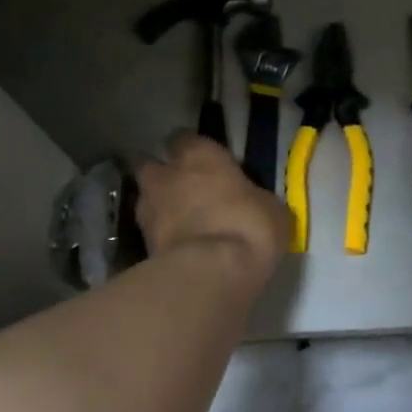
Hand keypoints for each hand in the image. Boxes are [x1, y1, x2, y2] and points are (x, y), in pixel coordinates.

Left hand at [135, 132, 287, 282]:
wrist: (212, 272)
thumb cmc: (249, 226)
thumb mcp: (270, 208)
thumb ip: (252, 197)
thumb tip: (253, 203)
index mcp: (199, 155)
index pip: (185, 138)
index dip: (192, 150)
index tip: (204, 163)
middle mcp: (167, 175)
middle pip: (152, 165)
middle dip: (163, 175)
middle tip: (184, 191)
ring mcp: (148, 209)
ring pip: (145, 198)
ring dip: (157, 206)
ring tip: (178, 223)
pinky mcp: (141, 243)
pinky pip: (148, 231)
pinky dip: (159, 236)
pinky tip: (177, 248)